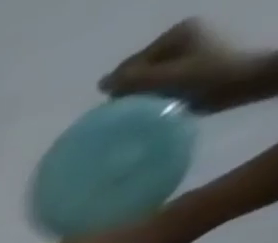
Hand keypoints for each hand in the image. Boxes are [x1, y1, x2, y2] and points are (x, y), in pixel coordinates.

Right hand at [101, 20, 268, 113]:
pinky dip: (153, 96)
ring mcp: (184, 51)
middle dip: (131, 92)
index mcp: (173, 34)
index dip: (122, 88)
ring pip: (145, 81)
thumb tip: (101, 83)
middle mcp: (178, 38)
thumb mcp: (164, 79)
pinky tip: (159, 104)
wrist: (241, 84)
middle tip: (139, 108)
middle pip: (136, 73)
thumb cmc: (204, 79)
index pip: (128, 66)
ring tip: (150, 108)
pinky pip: (157, 83)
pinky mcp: (188, 66)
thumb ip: (130, 80)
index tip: (129, 105)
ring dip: (141, 97)